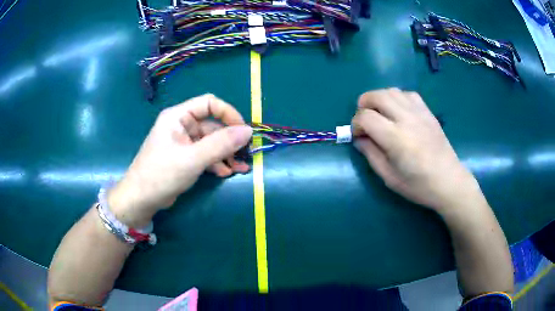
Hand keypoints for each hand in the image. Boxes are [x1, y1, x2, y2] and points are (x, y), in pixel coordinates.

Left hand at [108, 94, 252, 225]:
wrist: (140, 200)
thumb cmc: (161, 174)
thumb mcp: (193, 159)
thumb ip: (221, 144)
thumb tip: (248, 131)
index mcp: (178, 116)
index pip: (209, 103)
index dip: (228, 114)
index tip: (243, 131)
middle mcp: (181, 125)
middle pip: (212, 126)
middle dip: (229, 141)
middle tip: (245, 156)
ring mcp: (183, 143)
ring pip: (211, 142)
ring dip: (225, 154)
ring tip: (239, 168)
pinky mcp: (184, 158)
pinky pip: (205, 155)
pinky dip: (216, 163)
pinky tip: (225, 173)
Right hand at [352, 88, 480, 213]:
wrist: (449, 181)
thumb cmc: (418, 185)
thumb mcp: (389, 177)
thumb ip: (371, 154)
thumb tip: (359, 138)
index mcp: (395, 138)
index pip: (366, 117)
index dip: (355, 124)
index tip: (358, 136)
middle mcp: (406, 119)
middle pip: (377, 96)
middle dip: (364, 104)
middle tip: (365, 120)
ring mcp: (419, 113)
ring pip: (392, 91)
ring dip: (380, 99)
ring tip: (380, 114)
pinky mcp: (428, 112)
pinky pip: (408, 94)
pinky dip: (397, 98)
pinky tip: (398, 111)